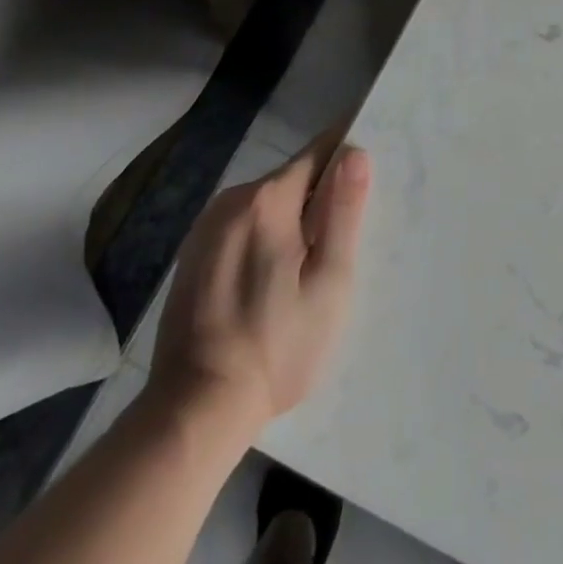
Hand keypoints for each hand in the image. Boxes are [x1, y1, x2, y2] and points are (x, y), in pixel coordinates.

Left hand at [143, 137, 371, 448]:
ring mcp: (206, 228)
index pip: (320, 150)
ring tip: (312, 264)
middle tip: (346, 237)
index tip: (371, 175)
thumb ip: (343, 211)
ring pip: (268, 203)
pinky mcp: (192, 256)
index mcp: (267, 199)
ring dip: (294, 219)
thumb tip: (356, 152)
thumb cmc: (277, 346)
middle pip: (293, 177)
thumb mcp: (328, 281)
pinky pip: (243, 226)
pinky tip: (274, 280)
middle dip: (322, 196)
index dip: (349, 155)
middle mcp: (231, 200)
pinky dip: (266, 237)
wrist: (194, 413)